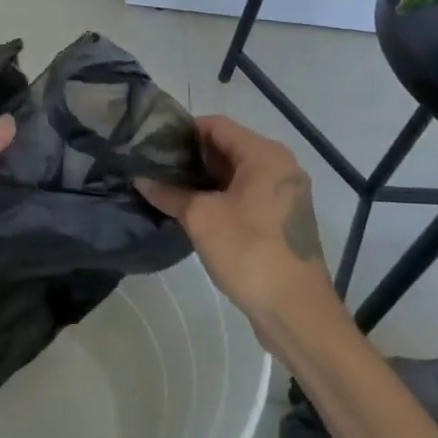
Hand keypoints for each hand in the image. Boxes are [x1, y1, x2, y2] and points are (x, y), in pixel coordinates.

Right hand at [137, 115, 338, 322]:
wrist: (297, 313)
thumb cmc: (250, 252)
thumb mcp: (201, 218)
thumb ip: (169, 193)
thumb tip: (140, 179)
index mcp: (264, 154)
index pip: (216, 125)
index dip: (182, 131)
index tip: (152, 145)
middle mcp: (279, 167)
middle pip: (227, 147)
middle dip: (190, 157)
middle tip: (154, 167)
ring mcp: (284, 194)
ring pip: (235, 173)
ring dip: (203, 179)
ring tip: (167, 188)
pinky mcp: (282, 219)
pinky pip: (246, 194)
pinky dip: (220, 196)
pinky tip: (192, 210)